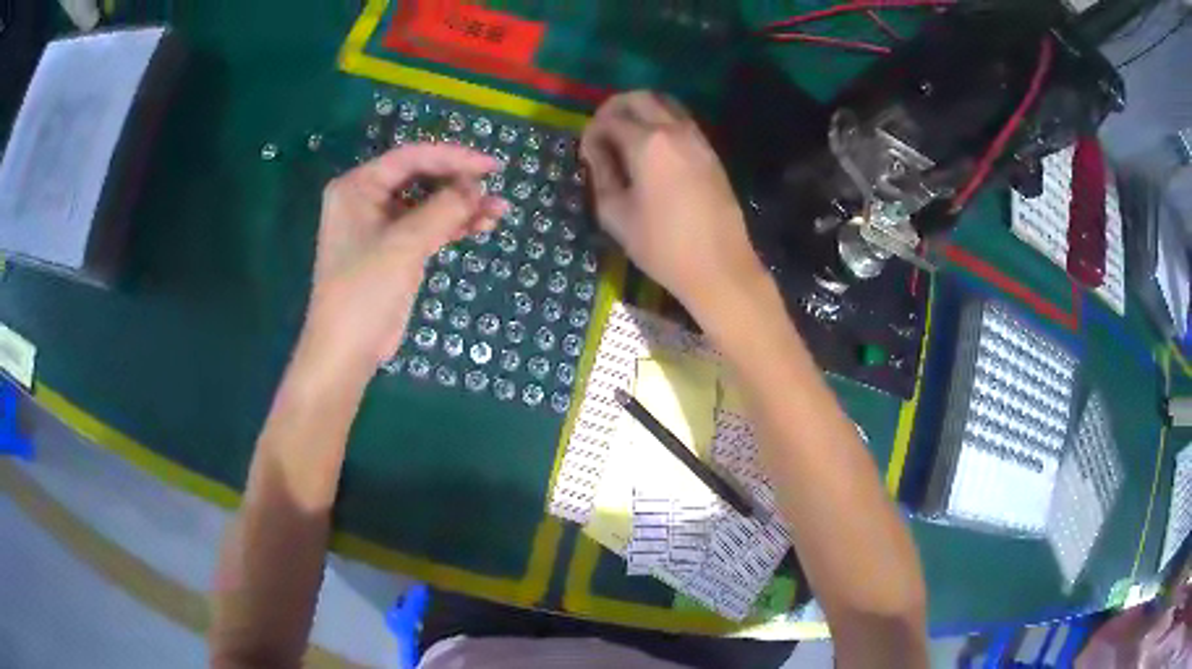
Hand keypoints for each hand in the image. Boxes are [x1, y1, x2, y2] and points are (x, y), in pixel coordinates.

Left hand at [297, 144, 505, 383]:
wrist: (348, 349)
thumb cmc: (364, 290)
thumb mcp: (404, 244)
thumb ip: (443, 209)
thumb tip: (477, 186)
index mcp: (358, 187)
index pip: (410, 158)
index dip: (452, 158)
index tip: (491, 167)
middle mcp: (368, 199)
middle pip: (422, 178)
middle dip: (459, 184)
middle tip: (495, 190)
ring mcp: (383, 225)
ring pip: (429, 204)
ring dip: (462, 206)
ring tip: (498, 212)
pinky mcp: (396, 249)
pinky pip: (429, 226)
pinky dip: (454, 225)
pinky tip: (482, 225)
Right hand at [580, 91, 765, 318]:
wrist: (720, 268)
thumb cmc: (662, 246)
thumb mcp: (615, 215)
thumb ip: (600, 175)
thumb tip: (595, 154)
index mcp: (648, 143)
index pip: (610, 119)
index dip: (591, 132)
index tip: (585, 154)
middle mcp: (675, 130)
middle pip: (640, 98)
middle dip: (615, 108)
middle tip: (602, 131)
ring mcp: (698, 139)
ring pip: (666, 104)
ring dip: (641, 111)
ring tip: (626, 137)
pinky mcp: (711, 153)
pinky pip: (682, 122)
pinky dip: (662, 123)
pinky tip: (652, 150)